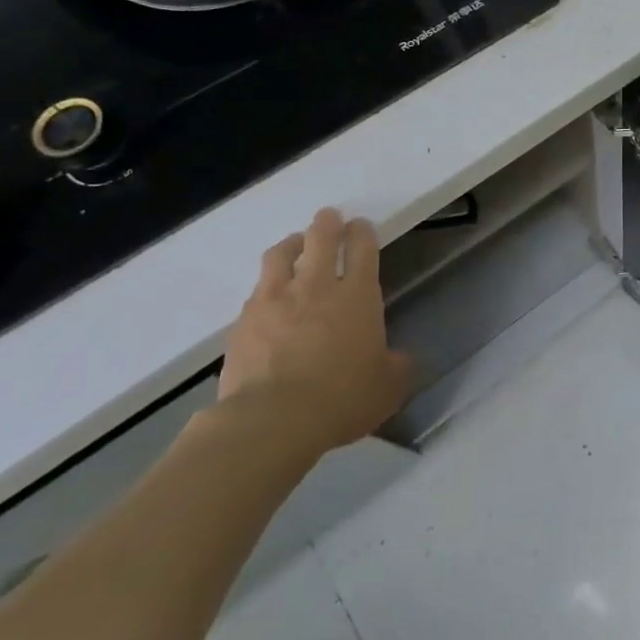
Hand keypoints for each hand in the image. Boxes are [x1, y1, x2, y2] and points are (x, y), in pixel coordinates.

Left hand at [219, 209, 412, 457]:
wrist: (272, 421)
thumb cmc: (342, 399)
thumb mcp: (388, 387)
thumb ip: (396, 365)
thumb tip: (397, 359)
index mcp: (357, 296)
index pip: (362, 249)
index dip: (362, 232)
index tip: (361, 226)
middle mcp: (316, 287)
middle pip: (320, 239)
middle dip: (327, 224)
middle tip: (328, 217)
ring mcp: (274, 301)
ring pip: (280, 256)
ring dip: (290, 245)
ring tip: (293, 245)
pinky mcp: (243, 323)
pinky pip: (256, 292)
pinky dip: (266, 287)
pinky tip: (268, 297)